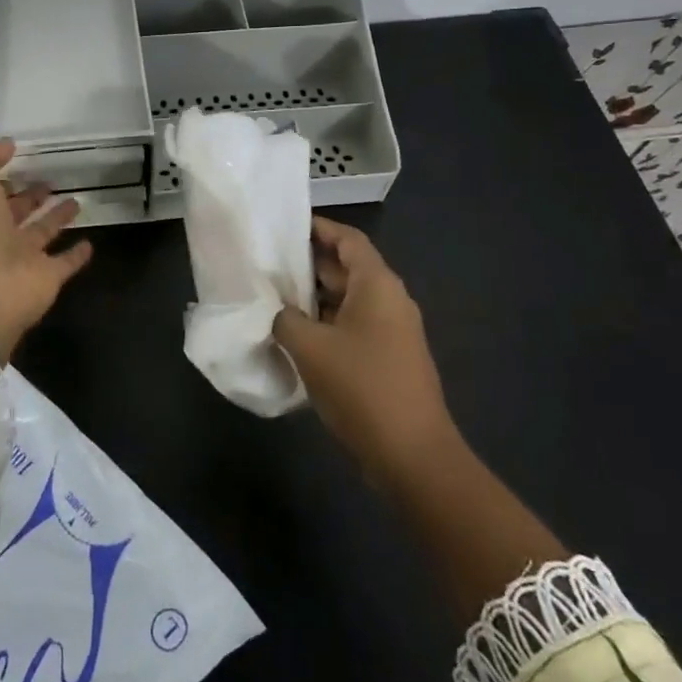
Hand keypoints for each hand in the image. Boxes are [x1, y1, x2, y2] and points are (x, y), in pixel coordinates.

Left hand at [0, 140, 93, 358]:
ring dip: (56, 218)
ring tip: (76, 200)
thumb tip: (9, 145)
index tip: (24, 157)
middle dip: (31, 195)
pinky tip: (89, 243)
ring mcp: (22, 258)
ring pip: (42, 232)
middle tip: (52, 179)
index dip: (2, 174)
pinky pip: (65, 263)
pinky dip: (76, 255)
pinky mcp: (46, 278)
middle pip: (16, 211)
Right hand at [273, 216, 456, 493]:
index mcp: (377, 285)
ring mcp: (393, 331)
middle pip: (348, 268)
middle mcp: (390, 300)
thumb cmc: (362, 386)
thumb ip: (286, 319)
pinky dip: (327, 323)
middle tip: (268, 263)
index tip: (285, 226)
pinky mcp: (389, 359)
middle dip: (309, 264)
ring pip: (349, 300)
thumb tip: (279, 312)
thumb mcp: (311, 347)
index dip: (318, 228)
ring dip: (315, 298)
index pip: (348, 239)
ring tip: (274, 297)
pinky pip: (354, 326)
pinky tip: (297, 336)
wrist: (413, 455)